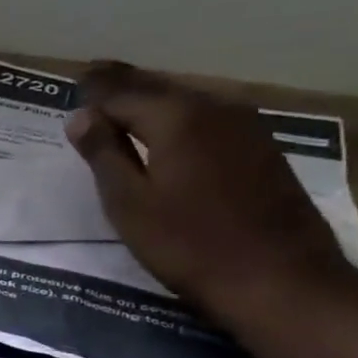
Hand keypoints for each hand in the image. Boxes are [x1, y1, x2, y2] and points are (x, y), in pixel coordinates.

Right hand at [65, 62, 357, 323]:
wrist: (283, 282)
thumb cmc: (190, 245)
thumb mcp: (129, 203)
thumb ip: (103, 154)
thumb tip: (80, 115)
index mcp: (175, 117)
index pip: (120, 93)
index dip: (93, 90)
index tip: (73, 82)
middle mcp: (214, 109)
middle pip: (157, 88)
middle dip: (124, 84)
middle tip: (95, 74)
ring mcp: (246, 129)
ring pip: (187, 101)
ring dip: (154, 98)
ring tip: (126, 99)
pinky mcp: (263, 151)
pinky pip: (209, 119)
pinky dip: (181, 117)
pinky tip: (172, 129)